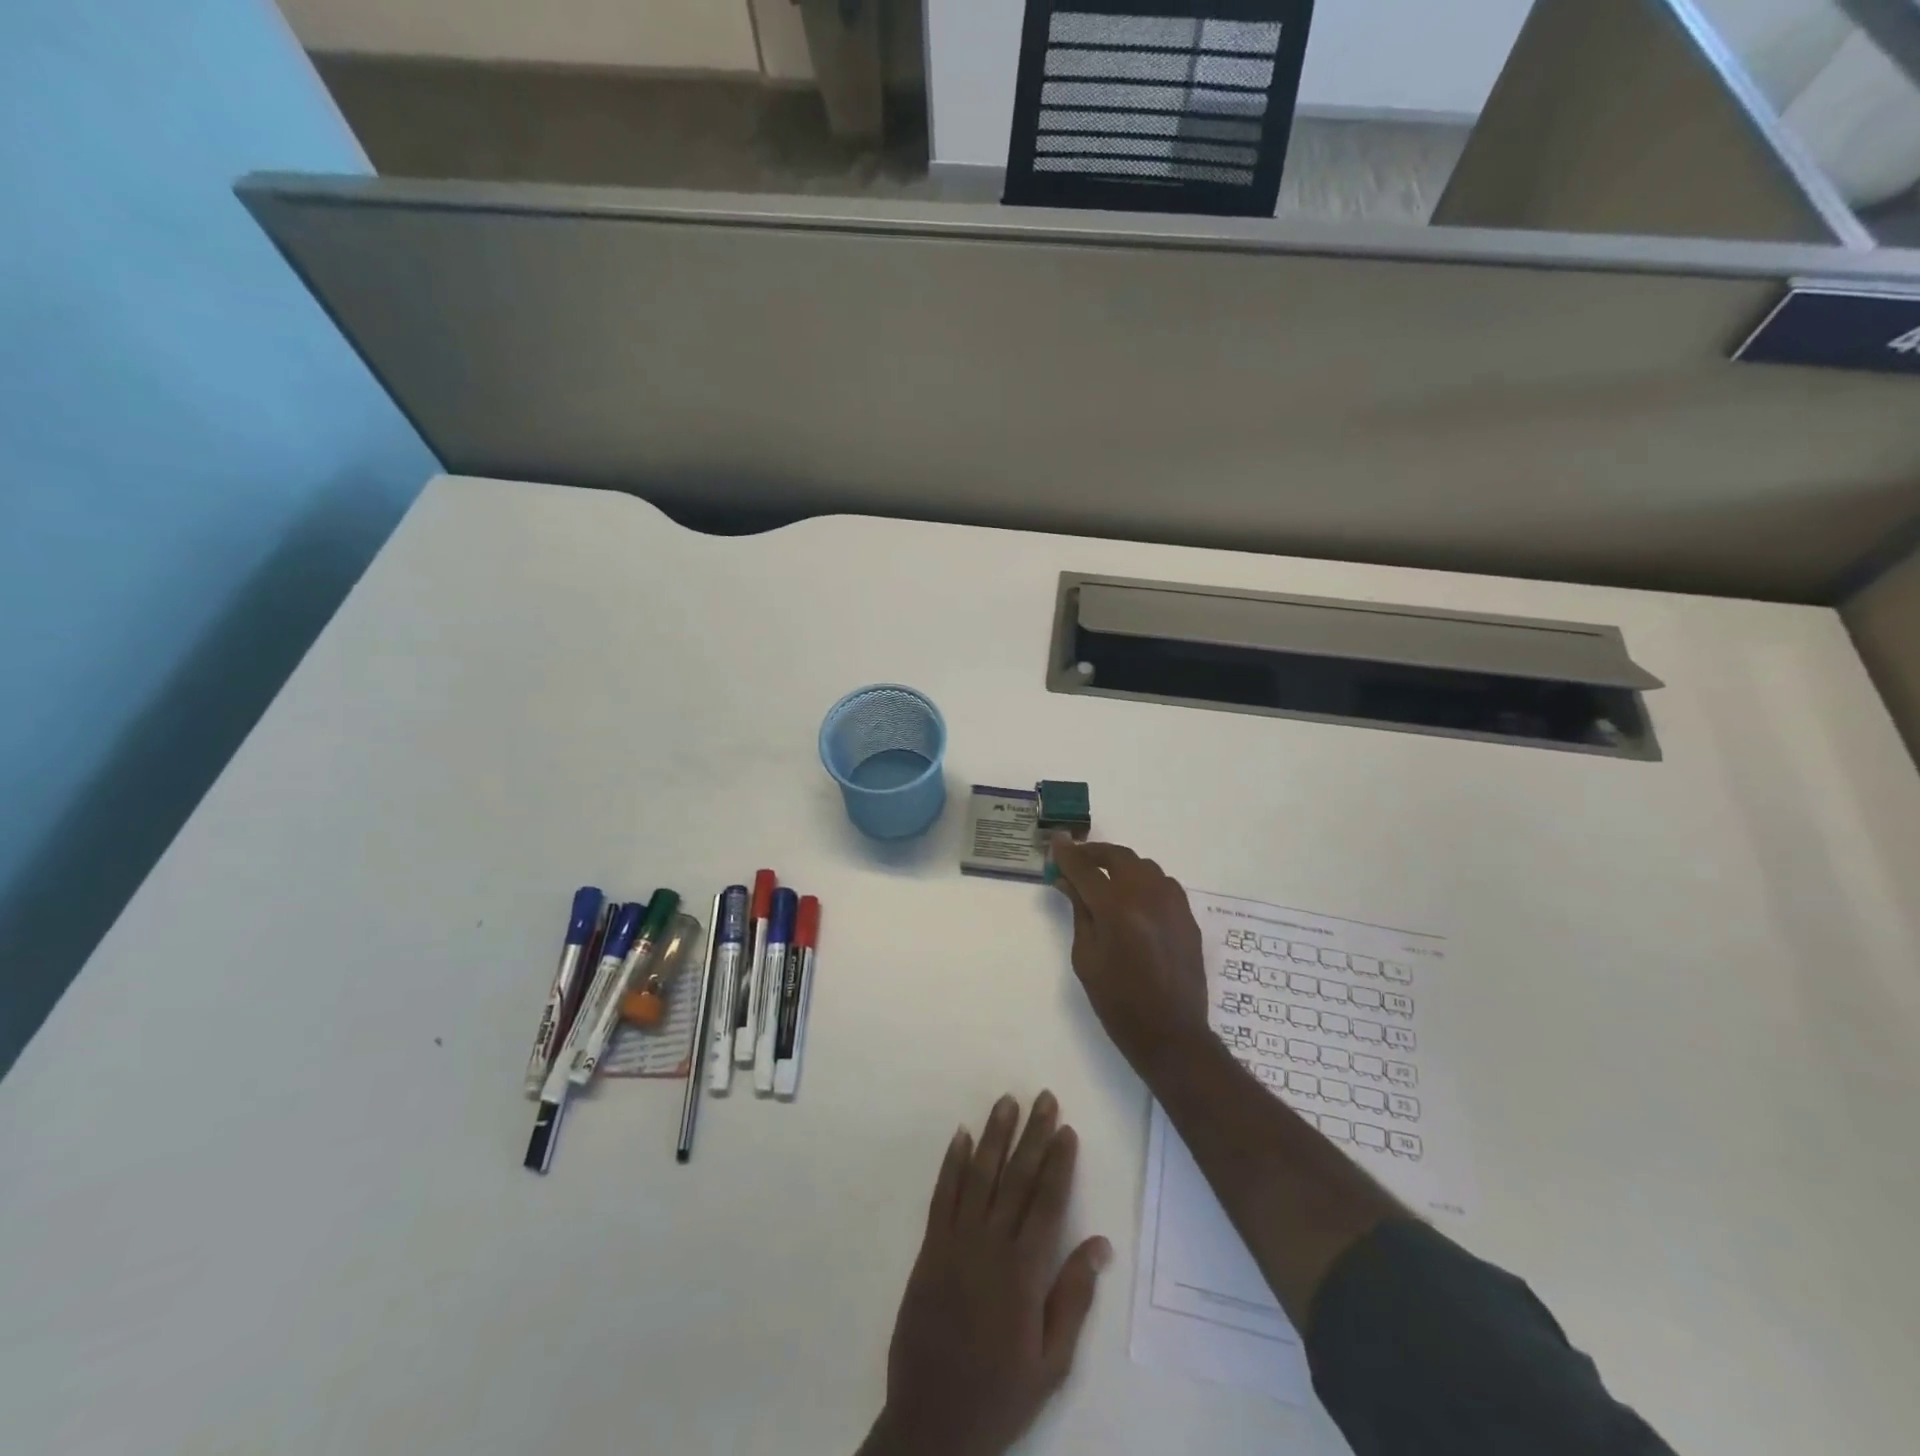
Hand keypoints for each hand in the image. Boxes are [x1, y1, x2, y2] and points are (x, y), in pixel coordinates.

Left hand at [861, 1093, 1111, 1455]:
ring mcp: (957, 1240)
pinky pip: (943, 1194)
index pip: (1047, 1200)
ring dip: (995, 1135)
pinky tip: (961, 1134)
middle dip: (1033, 1134)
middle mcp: (991, 1243)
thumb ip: (1073, 1297)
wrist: (932, 1421)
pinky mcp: (931, 1246)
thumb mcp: (1051, 1362)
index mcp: (1025, 1270)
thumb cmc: (1000, 1393)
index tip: (1066, 1128)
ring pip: (979, 1174)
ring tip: (1007, 1101)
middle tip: (1043, 1097)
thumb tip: (1100, 1243)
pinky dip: (952, 1162)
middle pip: (1017, 1177)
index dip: (1058, 1161)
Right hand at [1049, 838, 1208, 1075]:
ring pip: (1143, 866)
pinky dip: (1143, 882)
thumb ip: (1079, 912)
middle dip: (1095, 854)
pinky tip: (1133, 899)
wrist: (1171, 1033)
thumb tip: (1068, 881)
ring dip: (1121, 866)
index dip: (1068, 854)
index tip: (1057, 841)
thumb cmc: (1117, 1001)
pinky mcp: (1187, 915)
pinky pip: (1163, 884)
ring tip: (1105, 880)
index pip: (1085, 868)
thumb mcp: (1086, 957)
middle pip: (1119, 857)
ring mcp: (1172, 903)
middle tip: (1078, 860)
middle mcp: (1146, 896)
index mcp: (1115, 909)